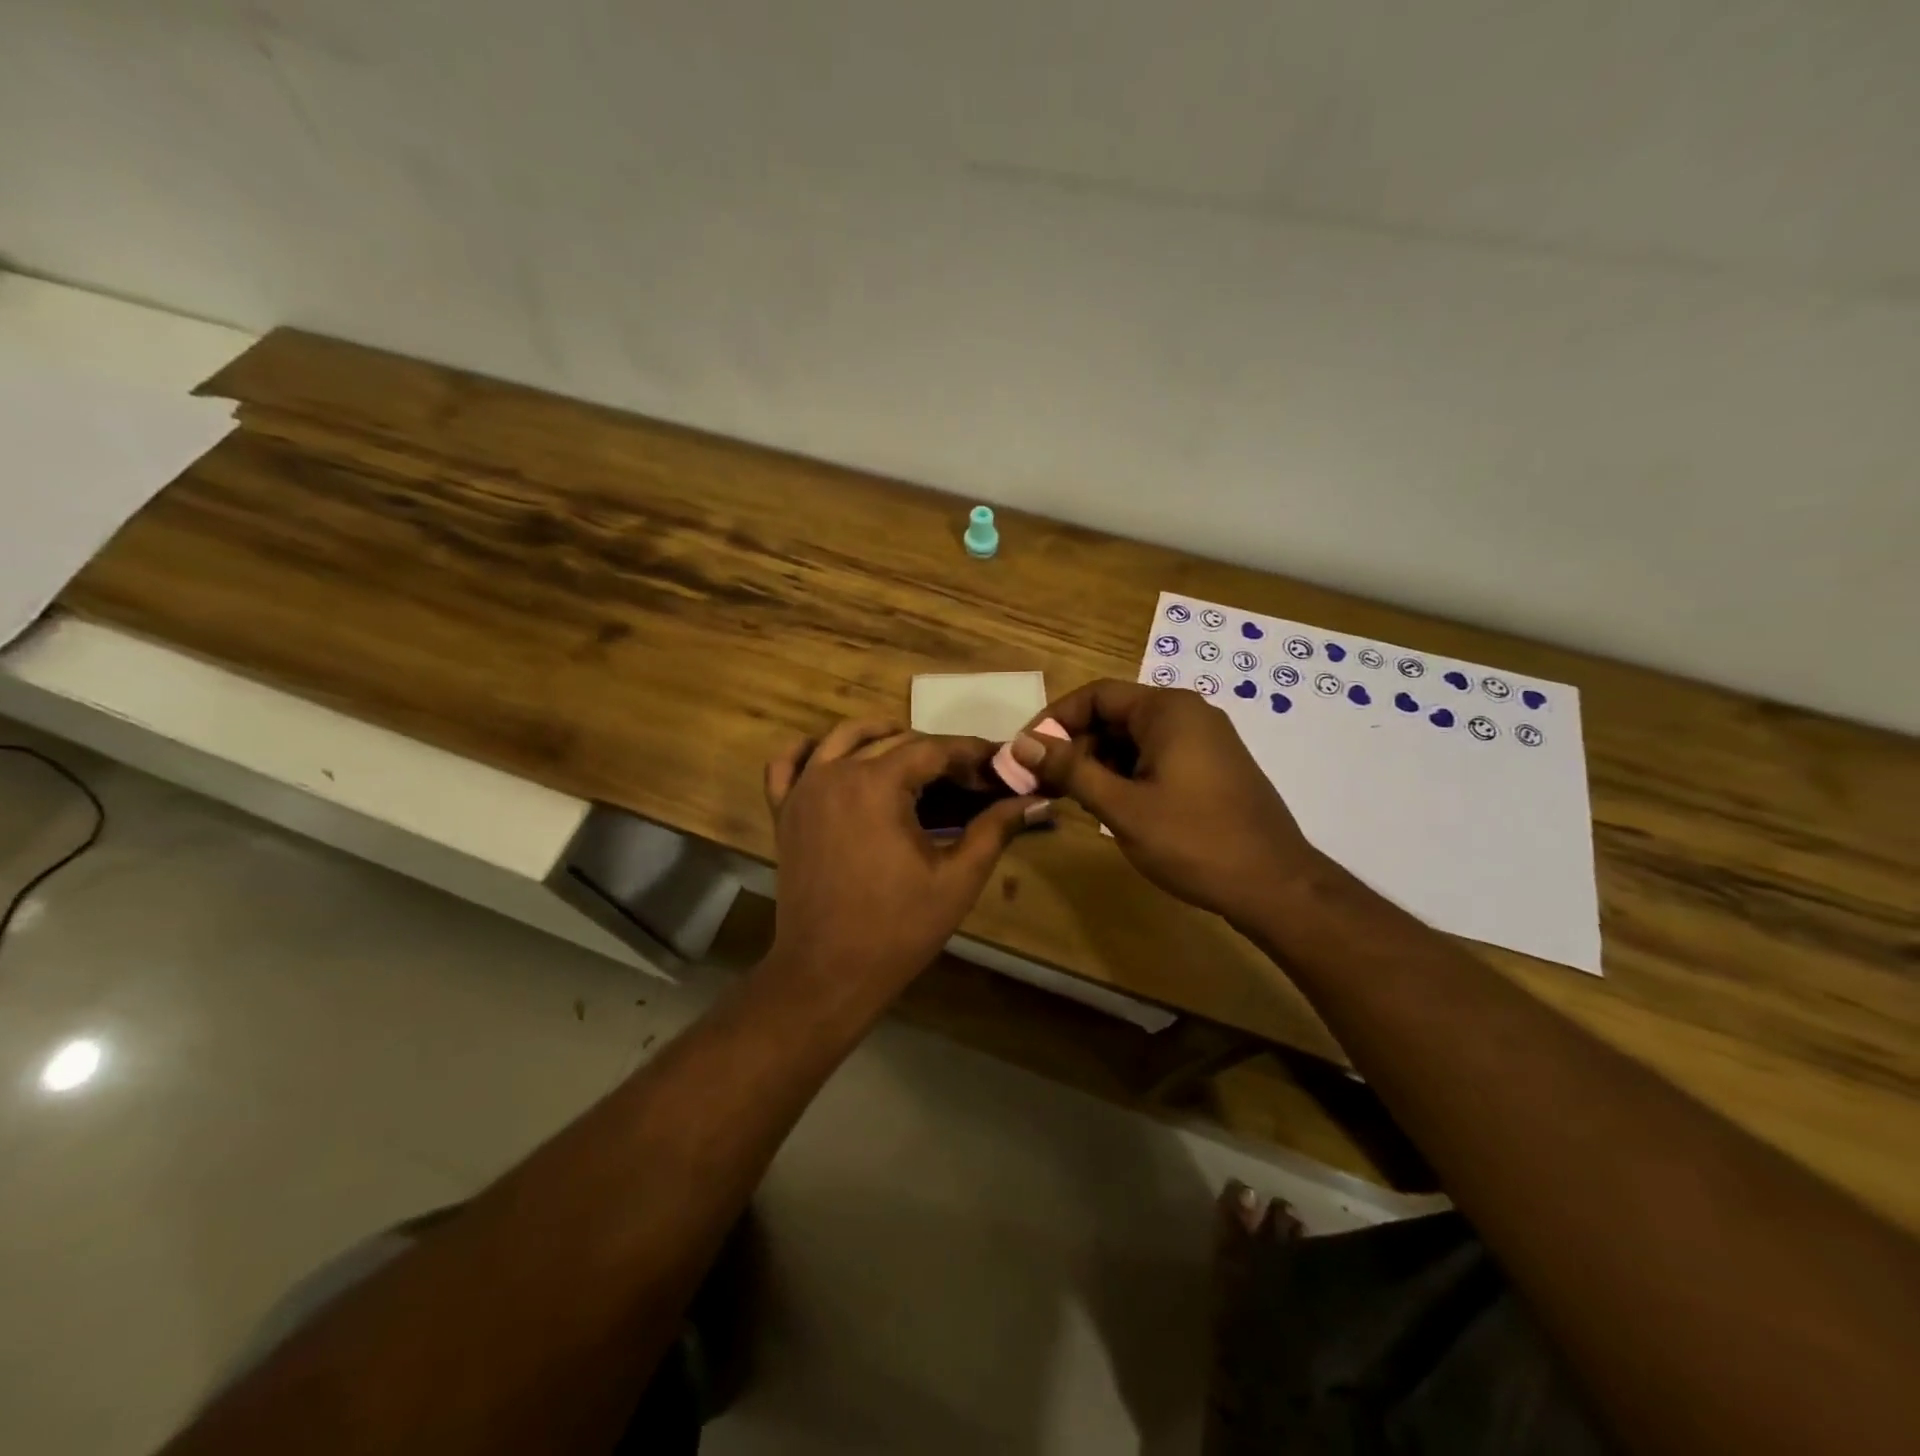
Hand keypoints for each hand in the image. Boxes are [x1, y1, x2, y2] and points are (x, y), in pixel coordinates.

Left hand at [763, 719, 1047, 1011]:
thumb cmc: (897, 929)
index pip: (934, 749)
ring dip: (882, 737)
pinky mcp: (784, 811)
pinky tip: (835, 759)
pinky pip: (788, 764)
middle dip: (936, 752)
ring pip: (843, 738)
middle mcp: (836, 772)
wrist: (826, 973)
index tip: (999, 764)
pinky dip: (811, 752)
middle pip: (894, 740)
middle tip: (970, 777)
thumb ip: (995, 830)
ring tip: (915, 760)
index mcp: (877, 784)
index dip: (971, 754)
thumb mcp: (957, 879)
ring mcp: (803, 790)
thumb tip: (1035, 800)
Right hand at [1010, 680, 1321, 925]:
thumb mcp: (1121, 806)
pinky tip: (1112, 807)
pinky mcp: (1212, 767)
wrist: (1275, 885)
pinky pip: (1157, 757)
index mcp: (1167, 710)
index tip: (1028, 753)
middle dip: (1076, 746)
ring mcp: (1205, 740)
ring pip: (1134, 739)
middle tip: (1044, 783)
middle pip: (1115, 716)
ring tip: (1073, 800)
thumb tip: (1021, 743)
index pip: (1095, 696)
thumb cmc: (1193, 840)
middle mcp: (1188, 713)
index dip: (1055, 721)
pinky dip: (1127, 774)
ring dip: (1099, 764)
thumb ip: (1069, 770)